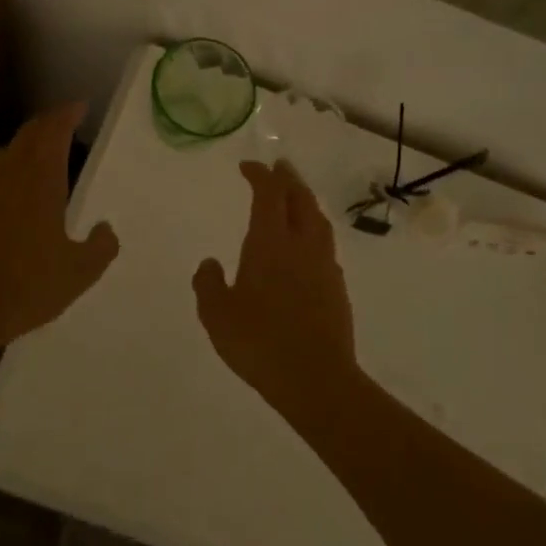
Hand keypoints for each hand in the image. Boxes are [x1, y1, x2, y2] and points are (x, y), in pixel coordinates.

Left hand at [0, 104, 119, 358]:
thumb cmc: (28, 284)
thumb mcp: (79, 272)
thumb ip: (100, 247)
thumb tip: (106, 229)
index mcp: (41, 180)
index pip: (53, 131)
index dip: (67, 114)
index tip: (80, 107)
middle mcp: (9, 175)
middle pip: (27, 135)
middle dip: (47, 125)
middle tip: (64, 125)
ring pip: (4, 154)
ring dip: (24, 147)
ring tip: (40, 158)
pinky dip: (5, 176)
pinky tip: (11, 197)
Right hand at [193, 160, 358, 406]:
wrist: (316, 378)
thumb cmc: (259, 343)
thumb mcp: (217, 316)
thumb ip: (209, 284)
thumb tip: (209, 263)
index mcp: (270, 243)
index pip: (269, 194)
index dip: (260, 174)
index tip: (248, 166)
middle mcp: (302, 245)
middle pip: (300, 198)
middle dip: (288, 179)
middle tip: (278, 168)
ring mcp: (324, 265)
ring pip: (318, 219)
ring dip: (305, 201)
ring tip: (295, 198)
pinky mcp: (337, 286)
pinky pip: (325, 245)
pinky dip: (314, 231)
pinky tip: (307, 246)